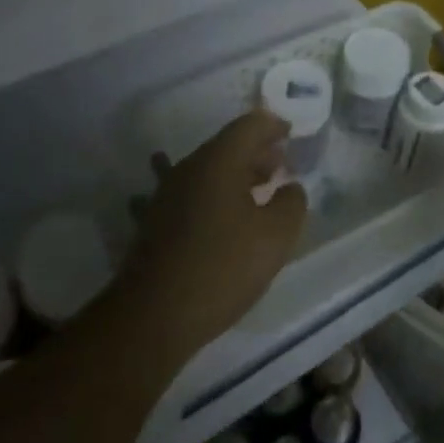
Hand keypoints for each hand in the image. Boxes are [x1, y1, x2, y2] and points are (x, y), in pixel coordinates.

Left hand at [121, 111, 308, 359]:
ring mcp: (166, 193)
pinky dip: (211, 195)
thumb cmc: (221, 268)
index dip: (273, 126)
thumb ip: (291, 203)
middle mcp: (189, 167)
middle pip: (227, 145)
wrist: (152, 317)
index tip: (291, 135)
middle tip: (280, 167)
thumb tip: (290, 188)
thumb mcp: (275, 237)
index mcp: (219, 160)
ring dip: (234, 175)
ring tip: (256, 191)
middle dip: (256, 152)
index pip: (250, 125)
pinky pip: (190, 193)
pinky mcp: (154, 220)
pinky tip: (215, 211)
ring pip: (207, 170)